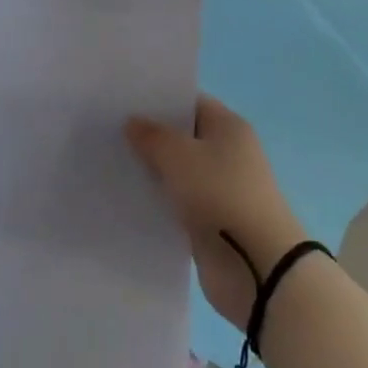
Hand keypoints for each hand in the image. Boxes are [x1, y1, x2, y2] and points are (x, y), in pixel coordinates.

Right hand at [126, 95, 304, 330]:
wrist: (256, 266)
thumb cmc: (220, 195)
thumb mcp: (178, 156)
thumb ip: (152, 136)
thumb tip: (133, 122)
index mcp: (228, 126)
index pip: (190, 102)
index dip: (159, 100)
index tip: (125, 102)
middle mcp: (227, 153)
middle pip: (183, 137)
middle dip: (151, 136)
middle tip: (111, 130)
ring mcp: (220, 189)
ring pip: (178, 172)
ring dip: (152, 171)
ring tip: (111, 163)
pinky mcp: (211, 222)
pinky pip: (179, 203)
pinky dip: (159, 202)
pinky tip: (129, 198)